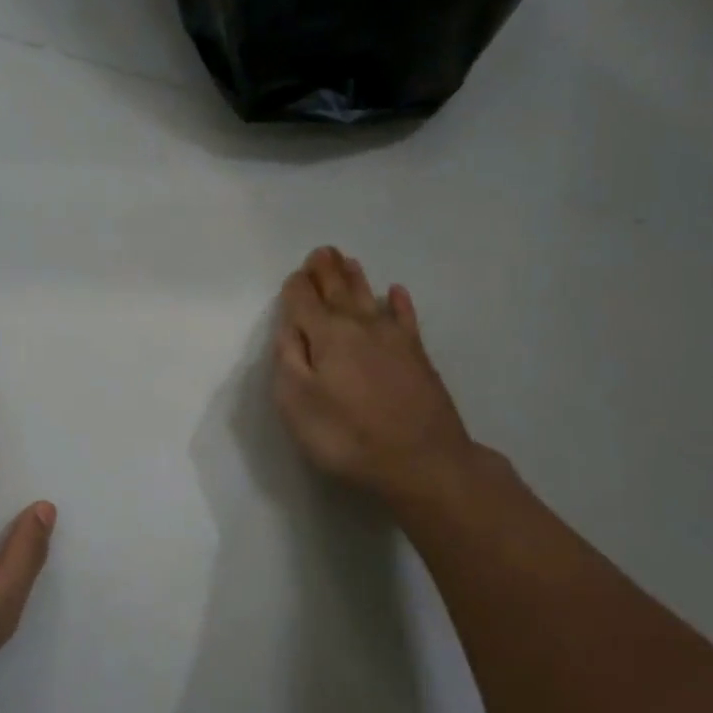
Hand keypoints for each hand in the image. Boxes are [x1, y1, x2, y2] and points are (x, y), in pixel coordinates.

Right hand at [273, 247, 480, 509]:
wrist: (423, 461)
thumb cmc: (348, 436)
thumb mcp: (297, 403)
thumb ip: (288, 359)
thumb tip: (290, 326)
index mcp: (326, 334)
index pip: (303, 300)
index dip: (296, 287)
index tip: (294, 277)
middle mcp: (359, 325)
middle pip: (338, 289)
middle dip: (326, 270)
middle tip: (322, 252)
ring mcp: (393, 337)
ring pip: (369, 296)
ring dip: (355, 278)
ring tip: (347, 262)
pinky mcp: (417, 354)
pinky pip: (405, 317)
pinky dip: (399, 302)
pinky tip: (396, 292)